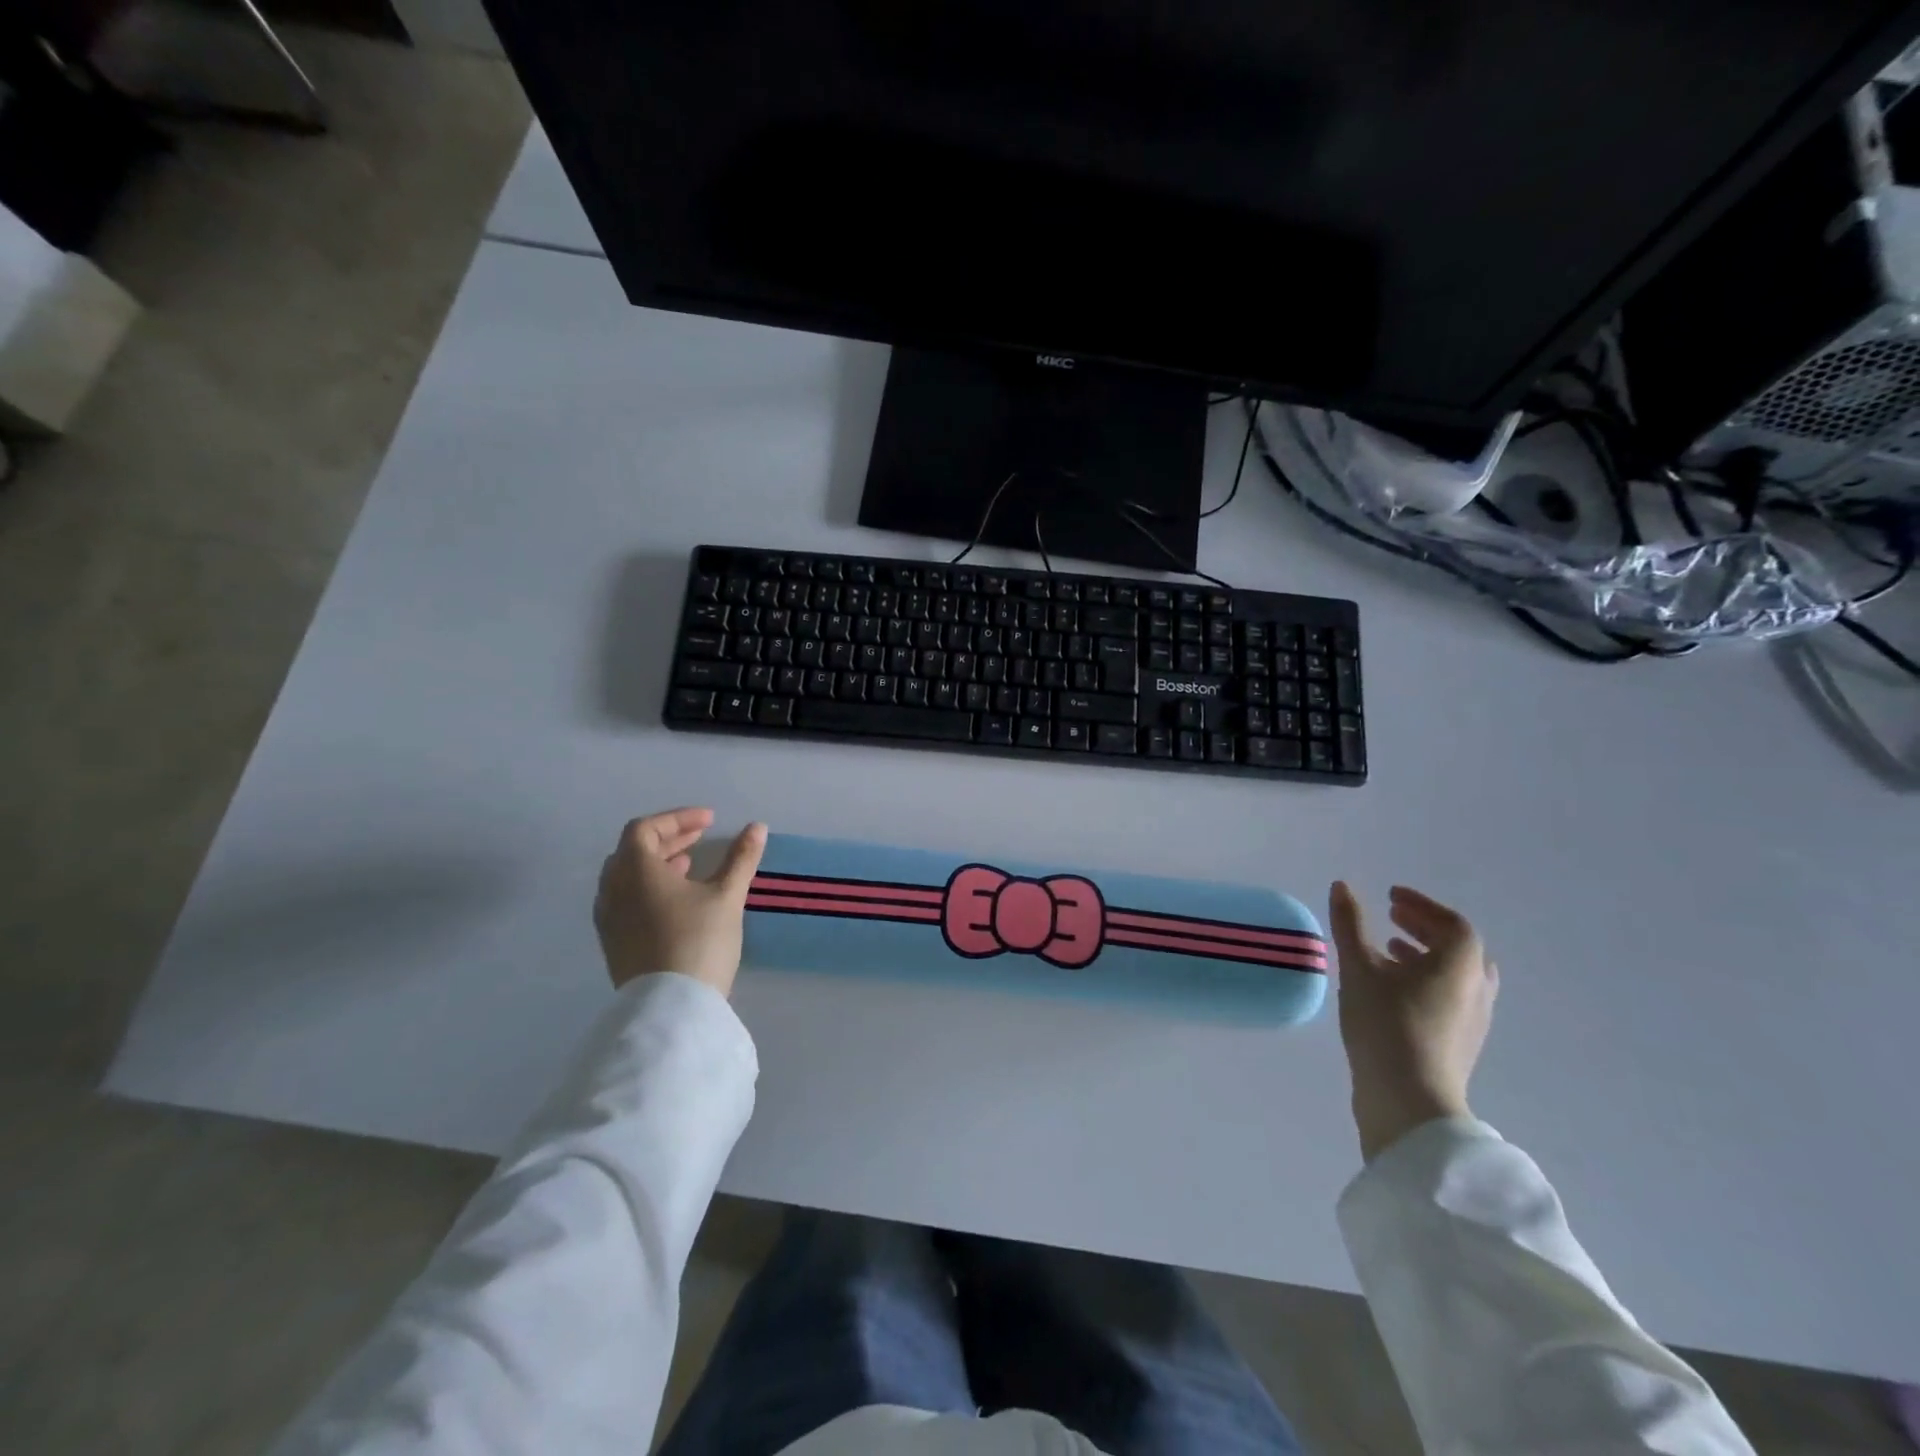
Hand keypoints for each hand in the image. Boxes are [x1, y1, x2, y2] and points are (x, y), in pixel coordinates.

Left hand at [594, 808, 767, 996]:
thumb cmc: (699, 940)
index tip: (709, 821)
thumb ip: (741, 858)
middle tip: (699, 838)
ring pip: (626, 877)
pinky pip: (625, 901)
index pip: (645, 829)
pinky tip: (676, 902)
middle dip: (667, 839)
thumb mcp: (727, 895)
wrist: (671, 1008)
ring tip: (689, 867)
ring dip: (656, 864)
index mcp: (634, 870)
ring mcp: (608, 919)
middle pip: (632, 851)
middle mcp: (612, 889)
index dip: (677, 819)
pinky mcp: (613, 943)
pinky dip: (648, 889)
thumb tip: (757, 827)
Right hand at [1327, 882, 1498, 1161]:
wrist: (1409, 1101)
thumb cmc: (1386, 1024)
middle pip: (1458, 948)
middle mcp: (1476, 989)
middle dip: (1424, 928)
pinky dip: (1424, 981)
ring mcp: (1473, 1020)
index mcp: (1460, 965)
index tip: (1390, 896)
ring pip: (1454, 976)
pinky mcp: (1459, 1043)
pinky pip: (1448, 997)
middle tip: (1391, 918)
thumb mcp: (1359, 967)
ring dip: (1423, 956)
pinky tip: (1390, 990)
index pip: (1451, 923)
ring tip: (1387, 951)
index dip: (1421, 905)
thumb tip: (1342, 886)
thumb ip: (1351, 924)